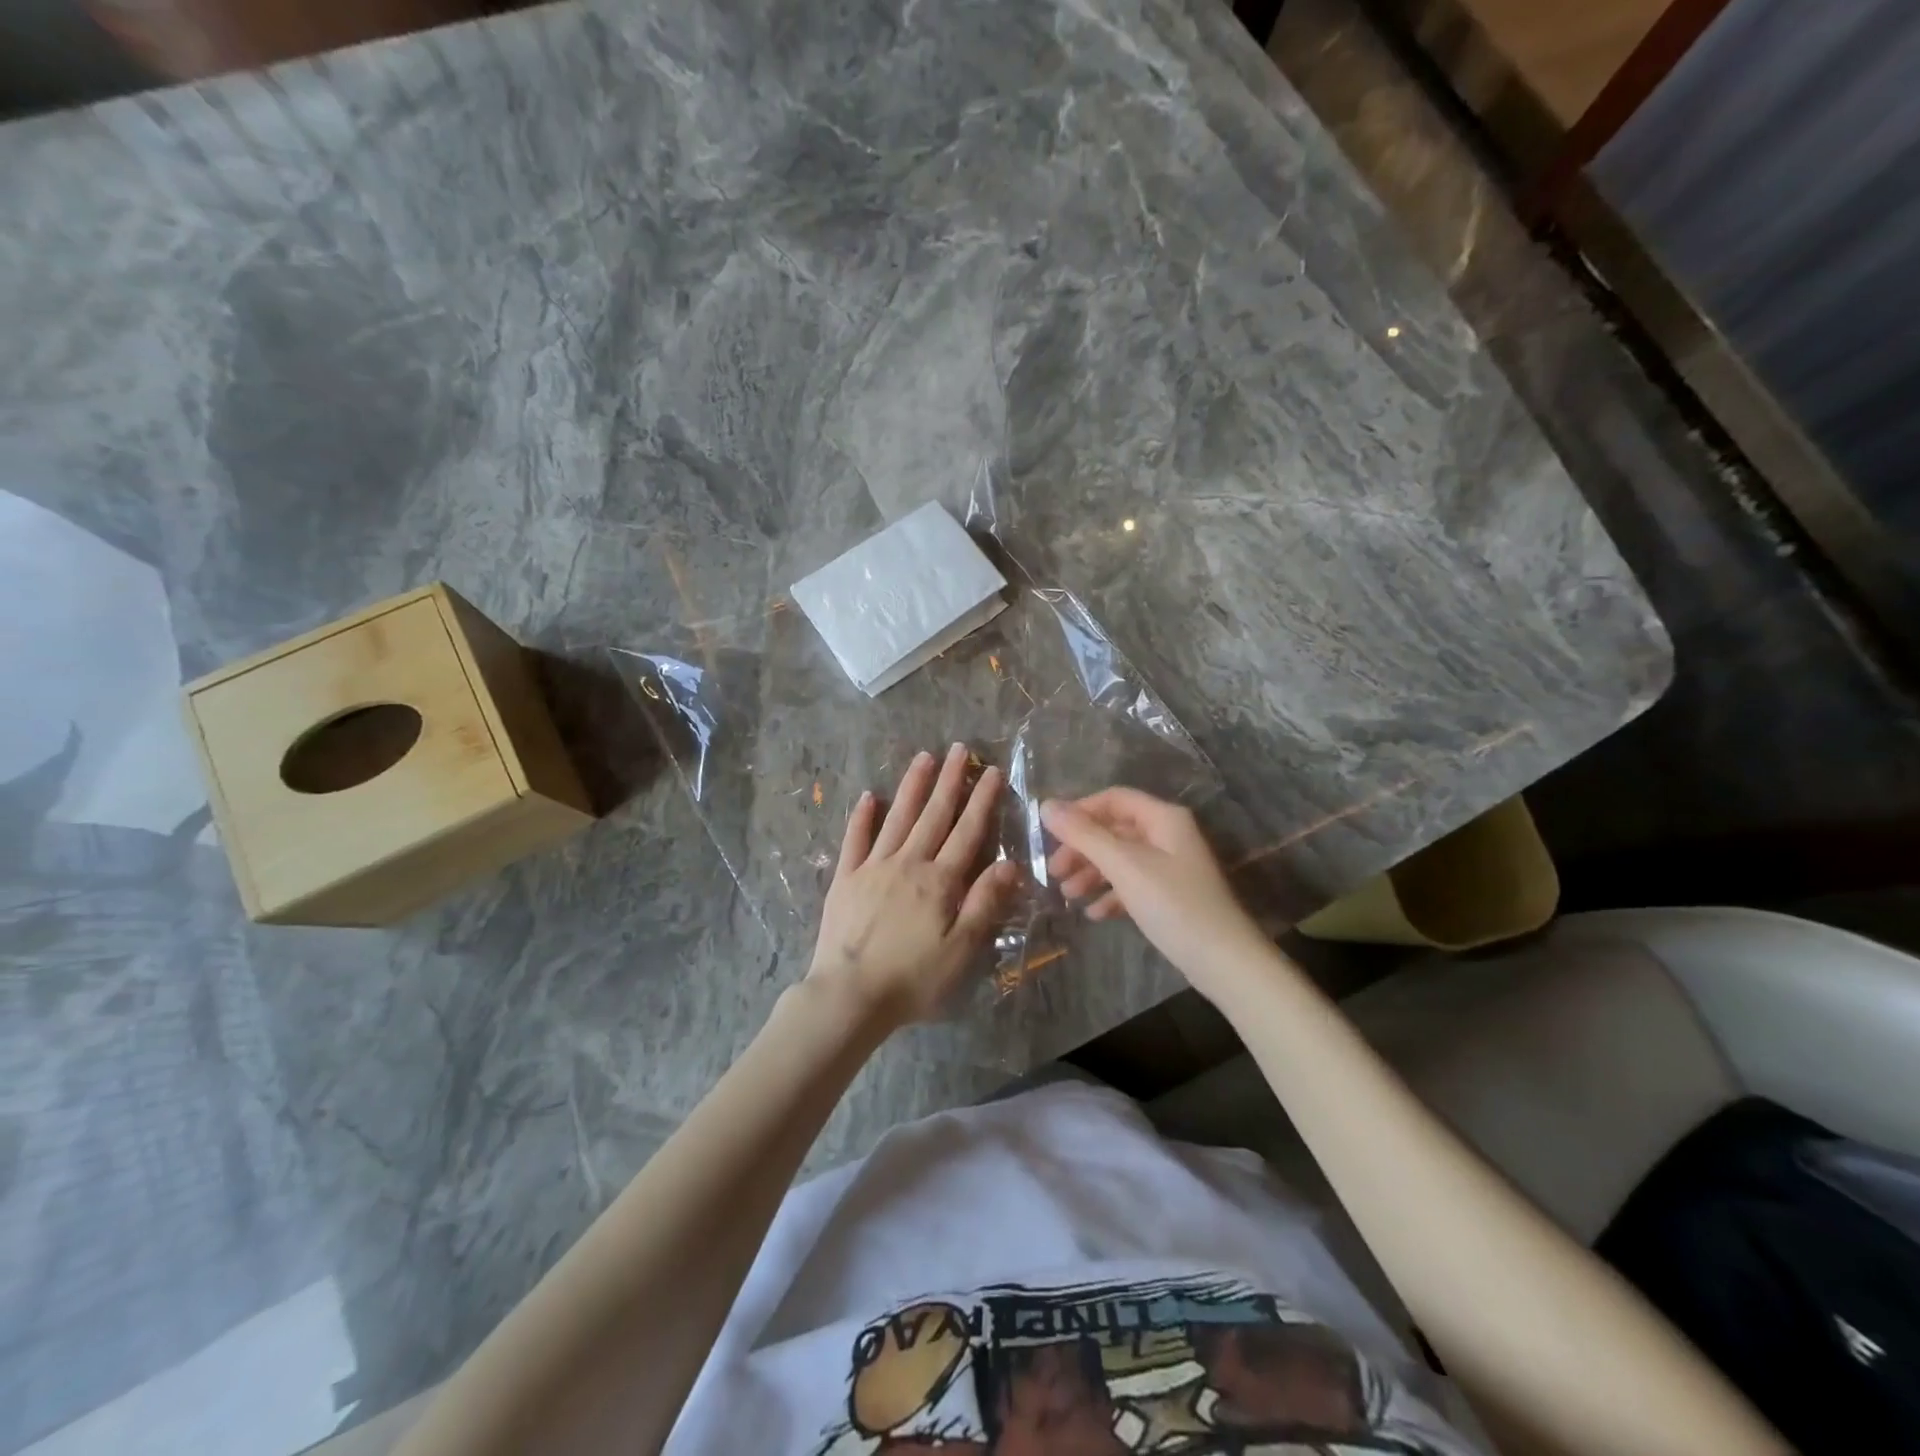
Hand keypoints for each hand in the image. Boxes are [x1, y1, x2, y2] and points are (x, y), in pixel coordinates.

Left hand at [807, 744, 1021, 1029]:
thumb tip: (1009, 864)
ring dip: (912, 787)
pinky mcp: (845, 880)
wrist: (849, 995)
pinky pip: (855, 841)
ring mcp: (872, 868)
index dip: (981, 801)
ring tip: (923, 757)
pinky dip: (862, 817)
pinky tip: (869, 796)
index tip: (991, 771)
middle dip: (949, 781)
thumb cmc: (912, 979)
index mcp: (939, 882)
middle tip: (959, 748)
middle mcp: (907, 864)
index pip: (967, 833)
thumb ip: (984, 904)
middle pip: (933, 816)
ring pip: (897, 818)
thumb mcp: (961, 950)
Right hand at [1042, 788, 1268, 992]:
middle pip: (1114, 830)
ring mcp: (1171, 867)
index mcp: (1163, 818)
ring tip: (1068, 895)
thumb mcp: (1124, 866)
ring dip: (1092, 873)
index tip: (1049, 835)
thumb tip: (1046, 805)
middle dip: (1081, 849)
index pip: (1113, 799)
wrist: (1224, 962)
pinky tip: (1095, 914)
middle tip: (1053, 872)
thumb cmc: (1173, 904)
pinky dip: (1111, 895)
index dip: (1079, 811)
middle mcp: (1168, 835)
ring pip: (1121, 859)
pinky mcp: (1171, 896)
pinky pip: (1133, 885)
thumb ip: (1084, 834)